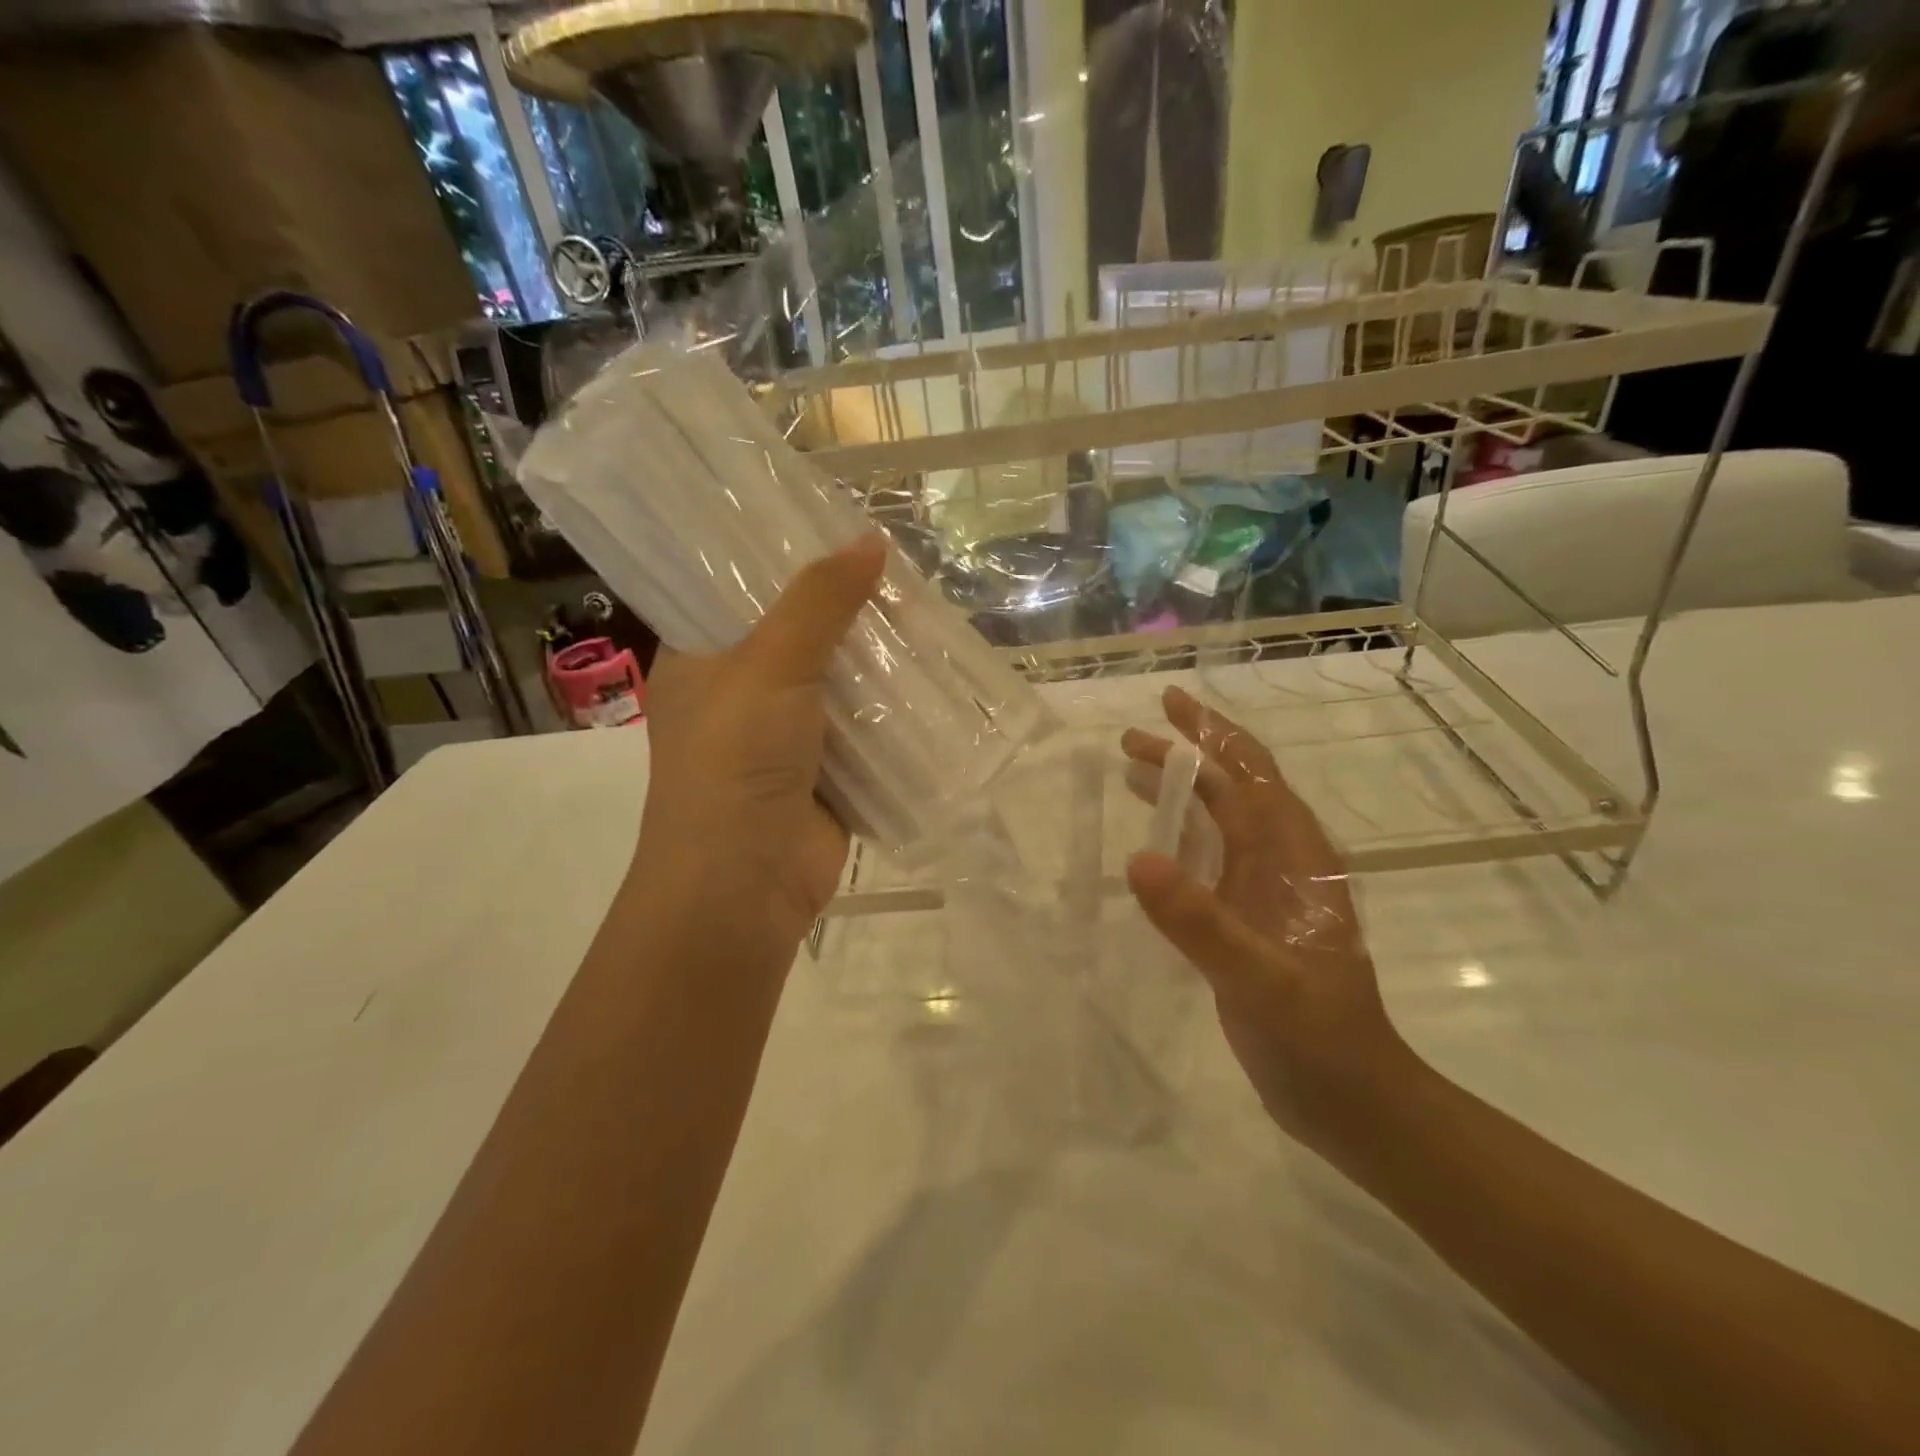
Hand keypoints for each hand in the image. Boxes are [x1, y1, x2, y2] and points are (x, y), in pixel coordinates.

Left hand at [630, 534, 887, 966]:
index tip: (835, 529)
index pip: (740, 591)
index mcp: (702, 659)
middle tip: (900, 572)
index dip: (786, 560)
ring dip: (877, 661)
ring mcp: (785, 737)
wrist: (744, 887)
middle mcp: (740, 693)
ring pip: (838, 682)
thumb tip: (871, 539)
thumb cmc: (734, 763)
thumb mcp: (769, 666)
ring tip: (928, 614)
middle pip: (801, 635)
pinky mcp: (826, 774)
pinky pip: (865, 728)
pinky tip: (933, 676)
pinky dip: (894, 709)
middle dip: (848, 611)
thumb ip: (819, 601)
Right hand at [1122, 686, 1414, 1150]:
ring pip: (1219, 826)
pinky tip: (1148, 848)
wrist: (1355, 1105)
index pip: (1253, 777)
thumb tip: (1139, 858)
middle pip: (1232, 792)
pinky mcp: (1246, 925)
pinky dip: (1178, 843)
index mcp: (1296, 860)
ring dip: (1180, 795)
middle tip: (1127, 741)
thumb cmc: (1320, 1040)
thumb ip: (1201, 922)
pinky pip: (1207, 865)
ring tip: (1129, 774)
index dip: (1214, 735)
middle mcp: (1282, 866)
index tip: (1170, 704)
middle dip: (1186, 759)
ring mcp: (1264, 896)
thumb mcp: (1261, 981)